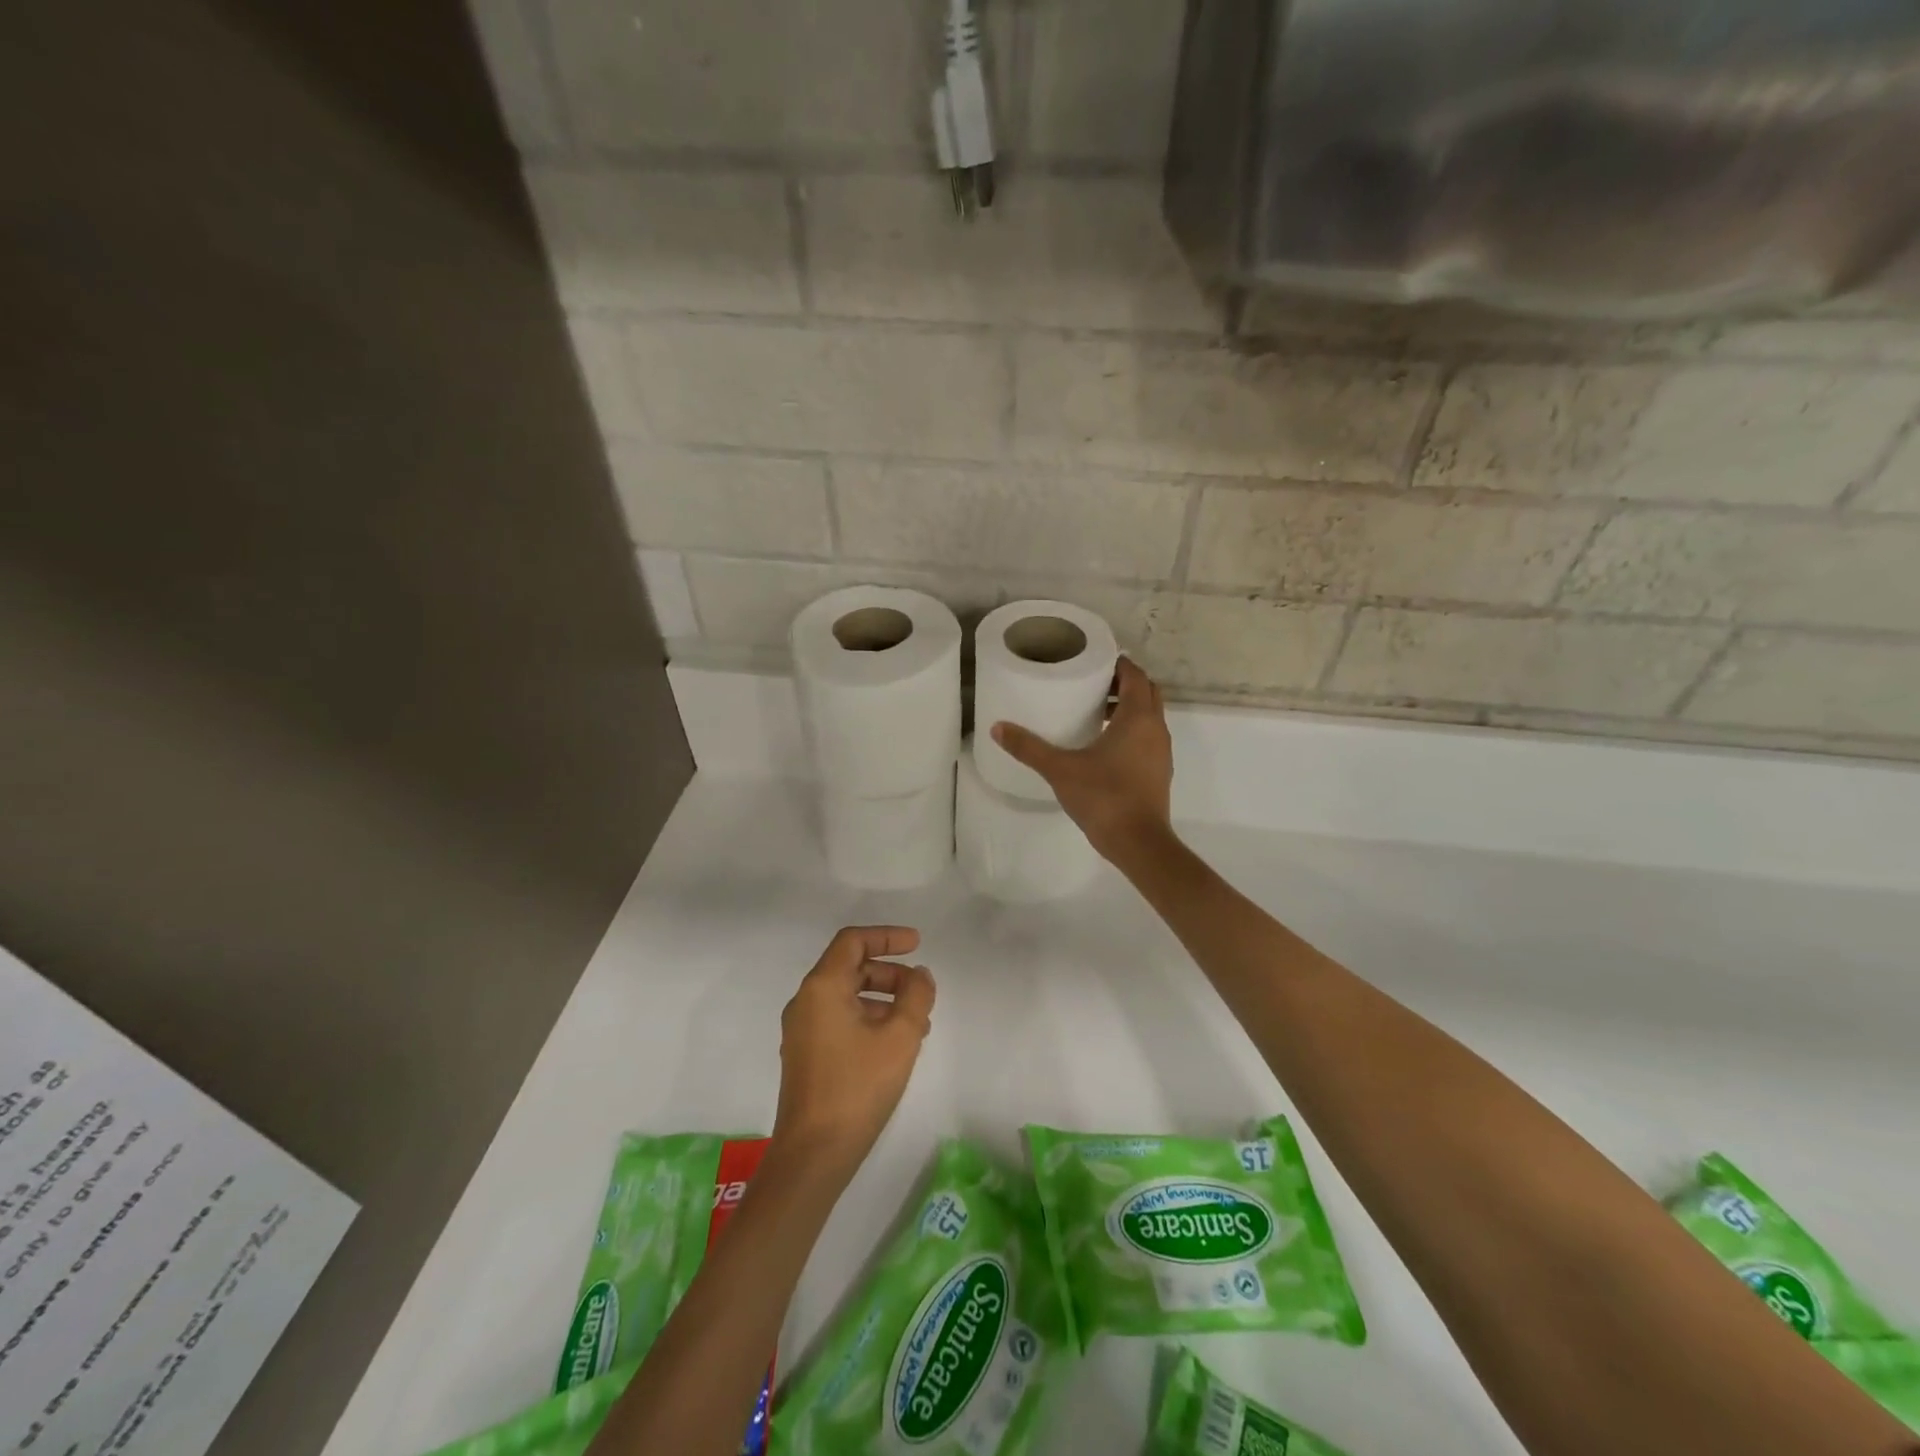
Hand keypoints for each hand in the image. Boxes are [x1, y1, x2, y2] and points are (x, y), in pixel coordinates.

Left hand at [773, 927, 935, 1174]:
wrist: (813, 1155)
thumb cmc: (857, 1087)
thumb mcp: (900, 1037)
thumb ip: (916, 997)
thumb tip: (920, 975)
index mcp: (822, 987)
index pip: (853, 941)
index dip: (887, 936)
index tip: (918, 944)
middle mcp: (806, 1001)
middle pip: (850, 967)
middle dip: (890, 972)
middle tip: (921, 990)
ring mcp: (802, 1030)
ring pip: (846, 995)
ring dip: (883, 999)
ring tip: (917, 1023)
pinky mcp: (805, 1055)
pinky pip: (839, 1019)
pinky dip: (868, 1018)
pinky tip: (894, 1045)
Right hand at [991, 656, 1173, 862]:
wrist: (1139, 843)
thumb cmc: (1104, 797)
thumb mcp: (1060, 769)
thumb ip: (1029, 747)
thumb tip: (997, 728)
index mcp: (1138, 717)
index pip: (1135, 675)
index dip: (1118, 663)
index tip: (1093, 661)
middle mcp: (1156, 728)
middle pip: (1146, 692)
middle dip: (1123, 683)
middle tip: (1091, 684)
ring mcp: (1161, 751)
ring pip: (1149, 716)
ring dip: (1127, 708)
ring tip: (1094, 712)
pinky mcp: (1159, 771)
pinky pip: (1148, 737)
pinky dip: (1131, 730)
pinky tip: (1103, 745)